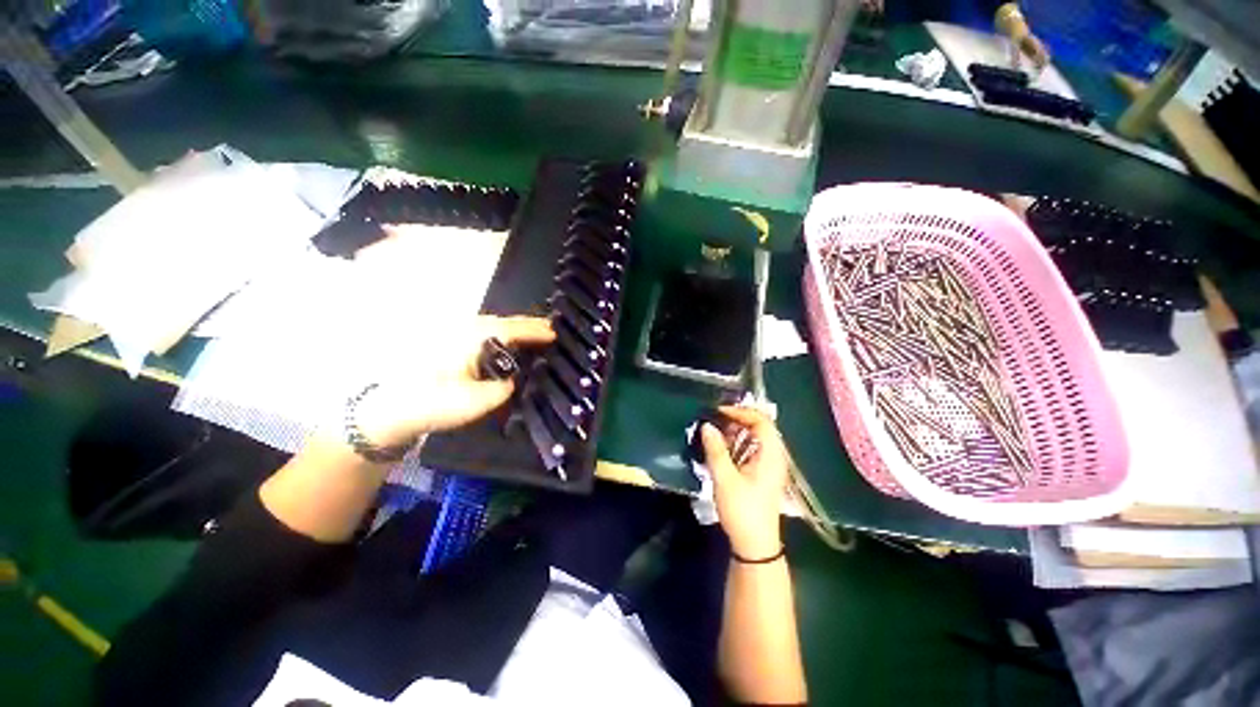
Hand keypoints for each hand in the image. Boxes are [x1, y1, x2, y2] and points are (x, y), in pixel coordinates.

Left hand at [353, 316, 554, 446]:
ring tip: (535, 336)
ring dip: (515, 330)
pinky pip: (484, 334)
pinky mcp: (448, 345)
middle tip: (551, 332)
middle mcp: (467, 329)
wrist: (388, 410)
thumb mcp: (477, 401)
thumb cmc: (433, 403)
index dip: (538, 331)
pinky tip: (507, 346)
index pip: (515, 328)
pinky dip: (501, 337)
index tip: (558, 333)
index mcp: (476, 337)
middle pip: (506, 322)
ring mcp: (455, 335)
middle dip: (530, 326)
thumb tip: (514, 381)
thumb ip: (504, 389)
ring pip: (494, 327)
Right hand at [700, 406, 789, 559]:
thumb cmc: (743, 511)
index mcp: (771, 455)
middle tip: (714, 422)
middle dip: (736, 420)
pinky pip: (751, 450)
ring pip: (755, 438)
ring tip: (714, 433)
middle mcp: (774, 456)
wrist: (755, 546)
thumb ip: (716, 450)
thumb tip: (706, 425)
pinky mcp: (763, 474)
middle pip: (759, 427)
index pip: (761, 421)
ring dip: (735, 432)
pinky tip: (721, 449)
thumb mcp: (725, 479)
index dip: (740, 412)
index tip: (718, 412)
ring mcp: (770, 466)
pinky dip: (737, 444)